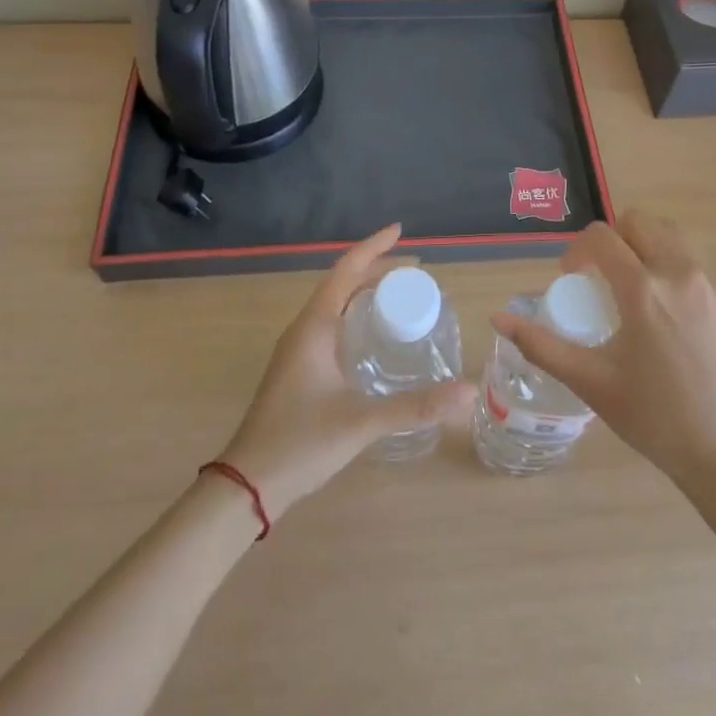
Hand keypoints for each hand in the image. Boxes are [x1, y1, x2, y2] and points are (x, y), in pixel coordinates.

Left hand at [217, 225, 474, 521]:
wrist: (246, 485)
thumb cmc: (300, 443)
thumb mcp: (362, 422)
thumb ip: (416, 406)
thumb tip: (468, 392)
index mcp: (314, 326)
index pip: (346, 270)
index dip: (374, 247)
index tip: (400, 230)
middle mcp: (304, 329)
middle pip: (342, 283)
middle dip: (376, 270)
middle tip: (415, 272)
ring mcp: (298, 350)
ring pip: (335, 305)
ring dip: (364, 292)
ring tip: (400, 296)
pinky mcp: (298, 369)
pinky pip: (331, 325)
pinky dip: (355, 316)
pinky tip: (374, 337)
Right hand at [490, 210, 715, 495]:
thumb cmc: (656, 420)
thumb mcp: (592, 383)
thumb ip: (542, 346)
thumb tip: (499, 319)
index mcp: (643, 289)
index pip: (603, 237)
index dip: (578, 249)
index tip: (571, 277)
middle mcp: (681, 276)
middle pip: (643, 223)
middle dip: (615, 238)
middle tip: (601, 276)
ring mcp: (713, 291)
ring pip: (674, 242)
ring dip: (646, 251)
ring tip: (635, 295)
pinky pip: (697, 276)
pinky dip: (674, 281)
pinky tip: (670, 330)